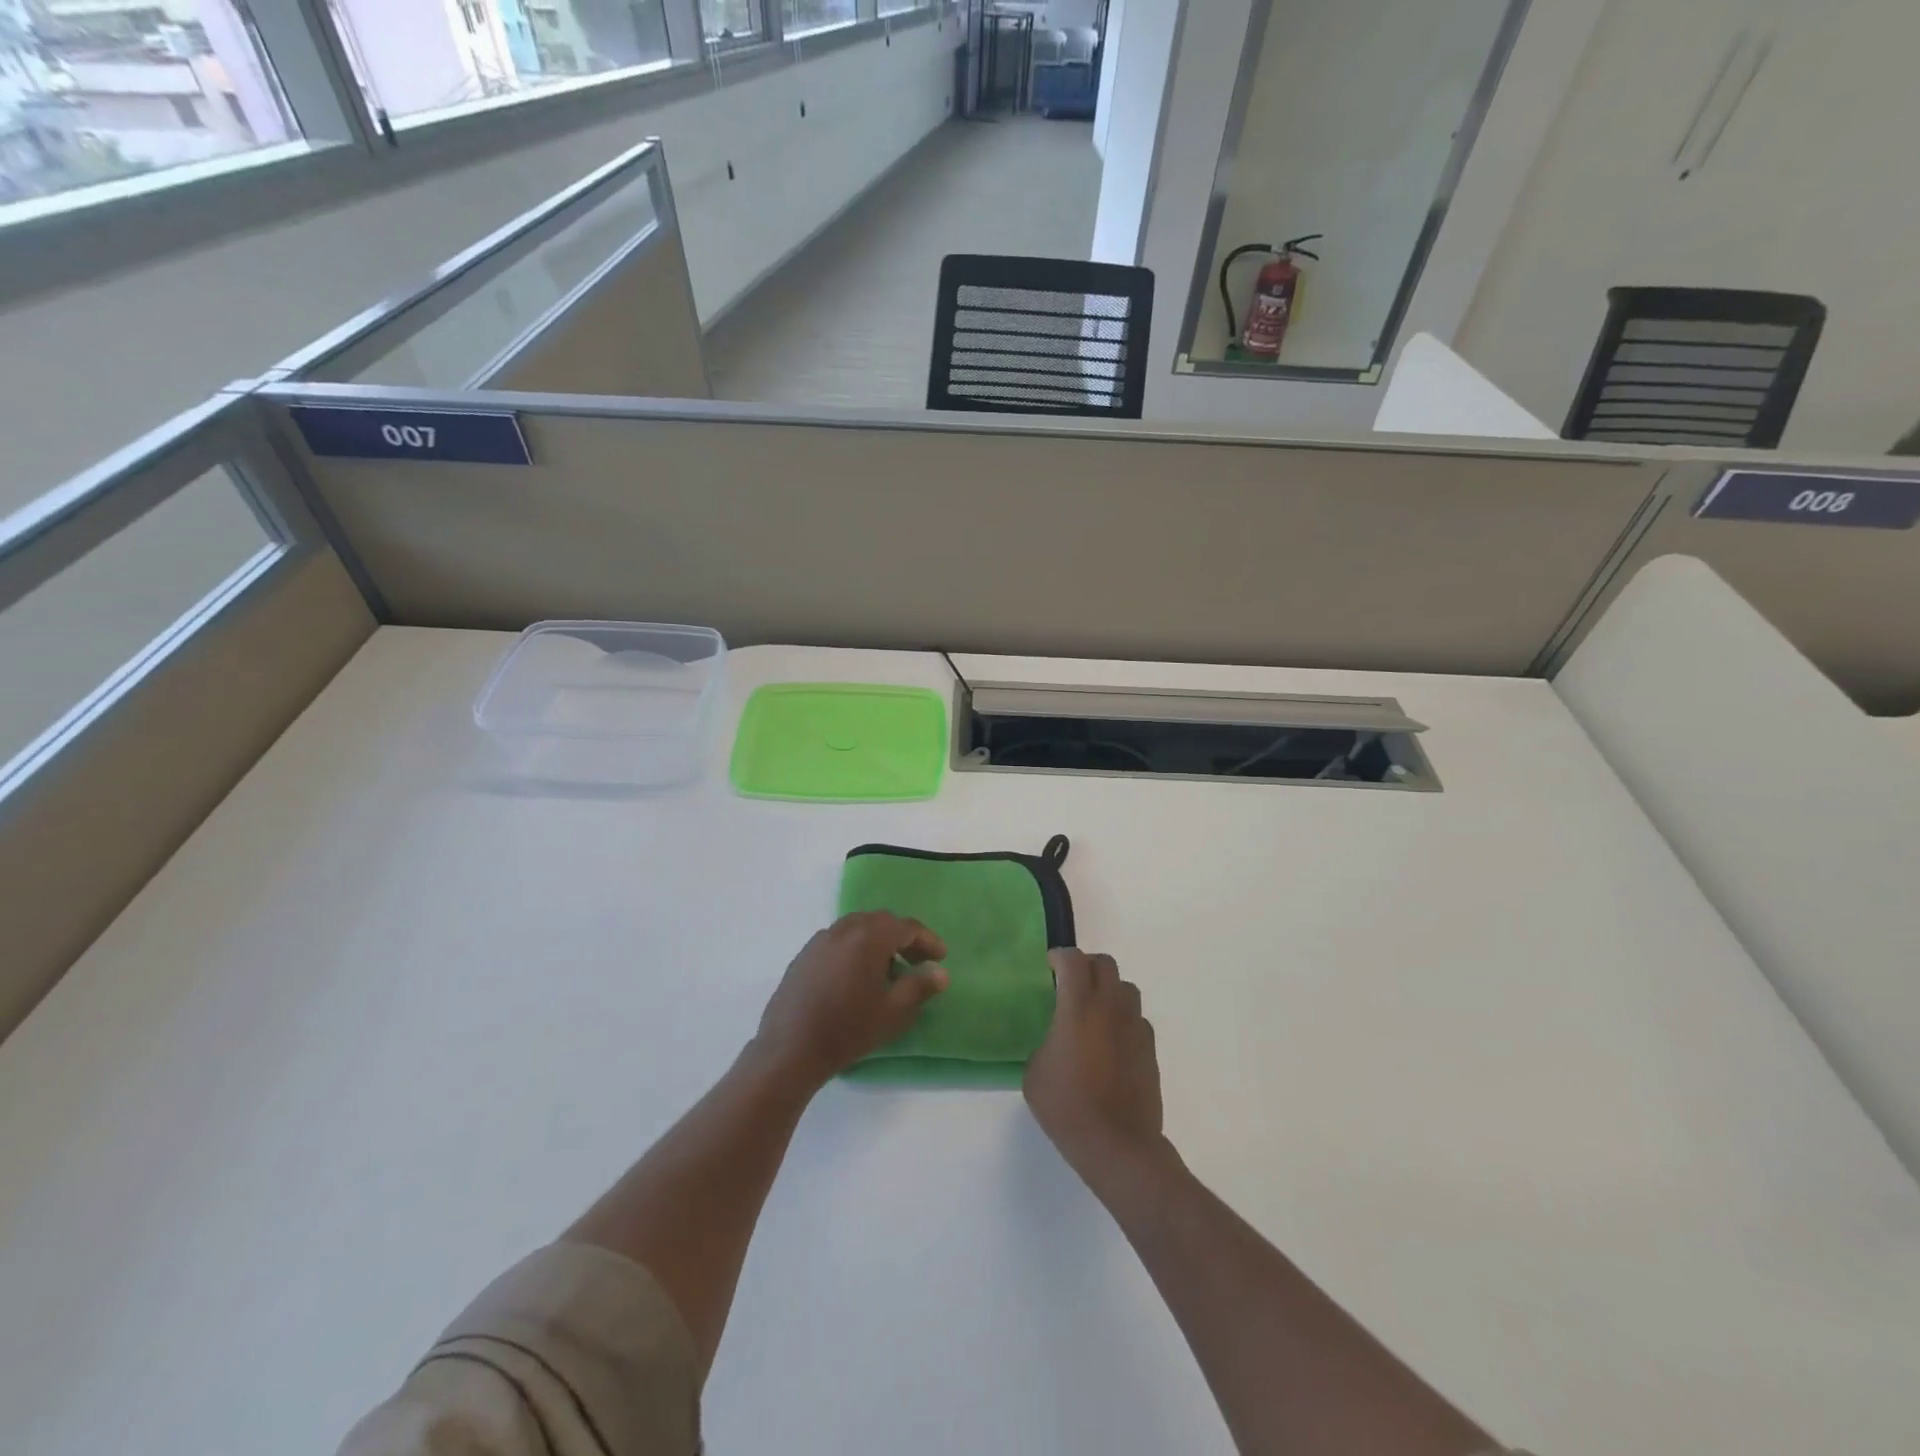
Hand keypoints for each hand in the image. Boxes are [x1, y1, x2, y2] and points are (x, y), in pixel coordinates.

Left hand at [753, 912, 949, 1087]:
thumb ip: (920, 986)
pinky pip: (838, 941)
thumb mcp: (893, 1012)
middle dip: (903, 938)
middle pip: (881, 922)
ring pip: (858, 928)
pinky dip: (855, 948)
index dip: (928, 940)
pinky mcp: (804, 955)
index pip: (907, 927)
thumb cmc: (848, 1029)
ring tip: (888, 970)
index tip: (941, 957)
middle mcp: (844, 929)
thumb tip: (941, 972)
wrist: (790, 1049)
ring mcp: (820, 940)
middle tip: (917, 963)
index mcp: (869, 937)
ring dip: (878, 942)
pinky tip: (856, 977)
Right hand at [1024, 949, 1165, 1186]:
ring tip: (1094, 1011)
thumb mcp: (1035, 1073)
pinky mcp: (1150, 1048)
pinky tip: (1112, 1042)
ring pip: (1126, 988)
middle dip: (1087, 966)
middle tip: (1072, 983)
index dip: (1060, 956)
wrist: (1118, 1145)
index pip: (1073, 960)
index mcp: (1078, 1007)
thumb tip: (1057, 1041)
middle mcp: (1110, 1007)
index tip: (1050, 966)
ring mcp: (1135, 1027)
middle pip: (1105, 965)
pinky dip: (1123, 1019)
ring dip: (1109, 990)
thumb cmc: (1068, 1107)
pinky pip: (1137, 1018)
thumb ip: (1046, 1043)